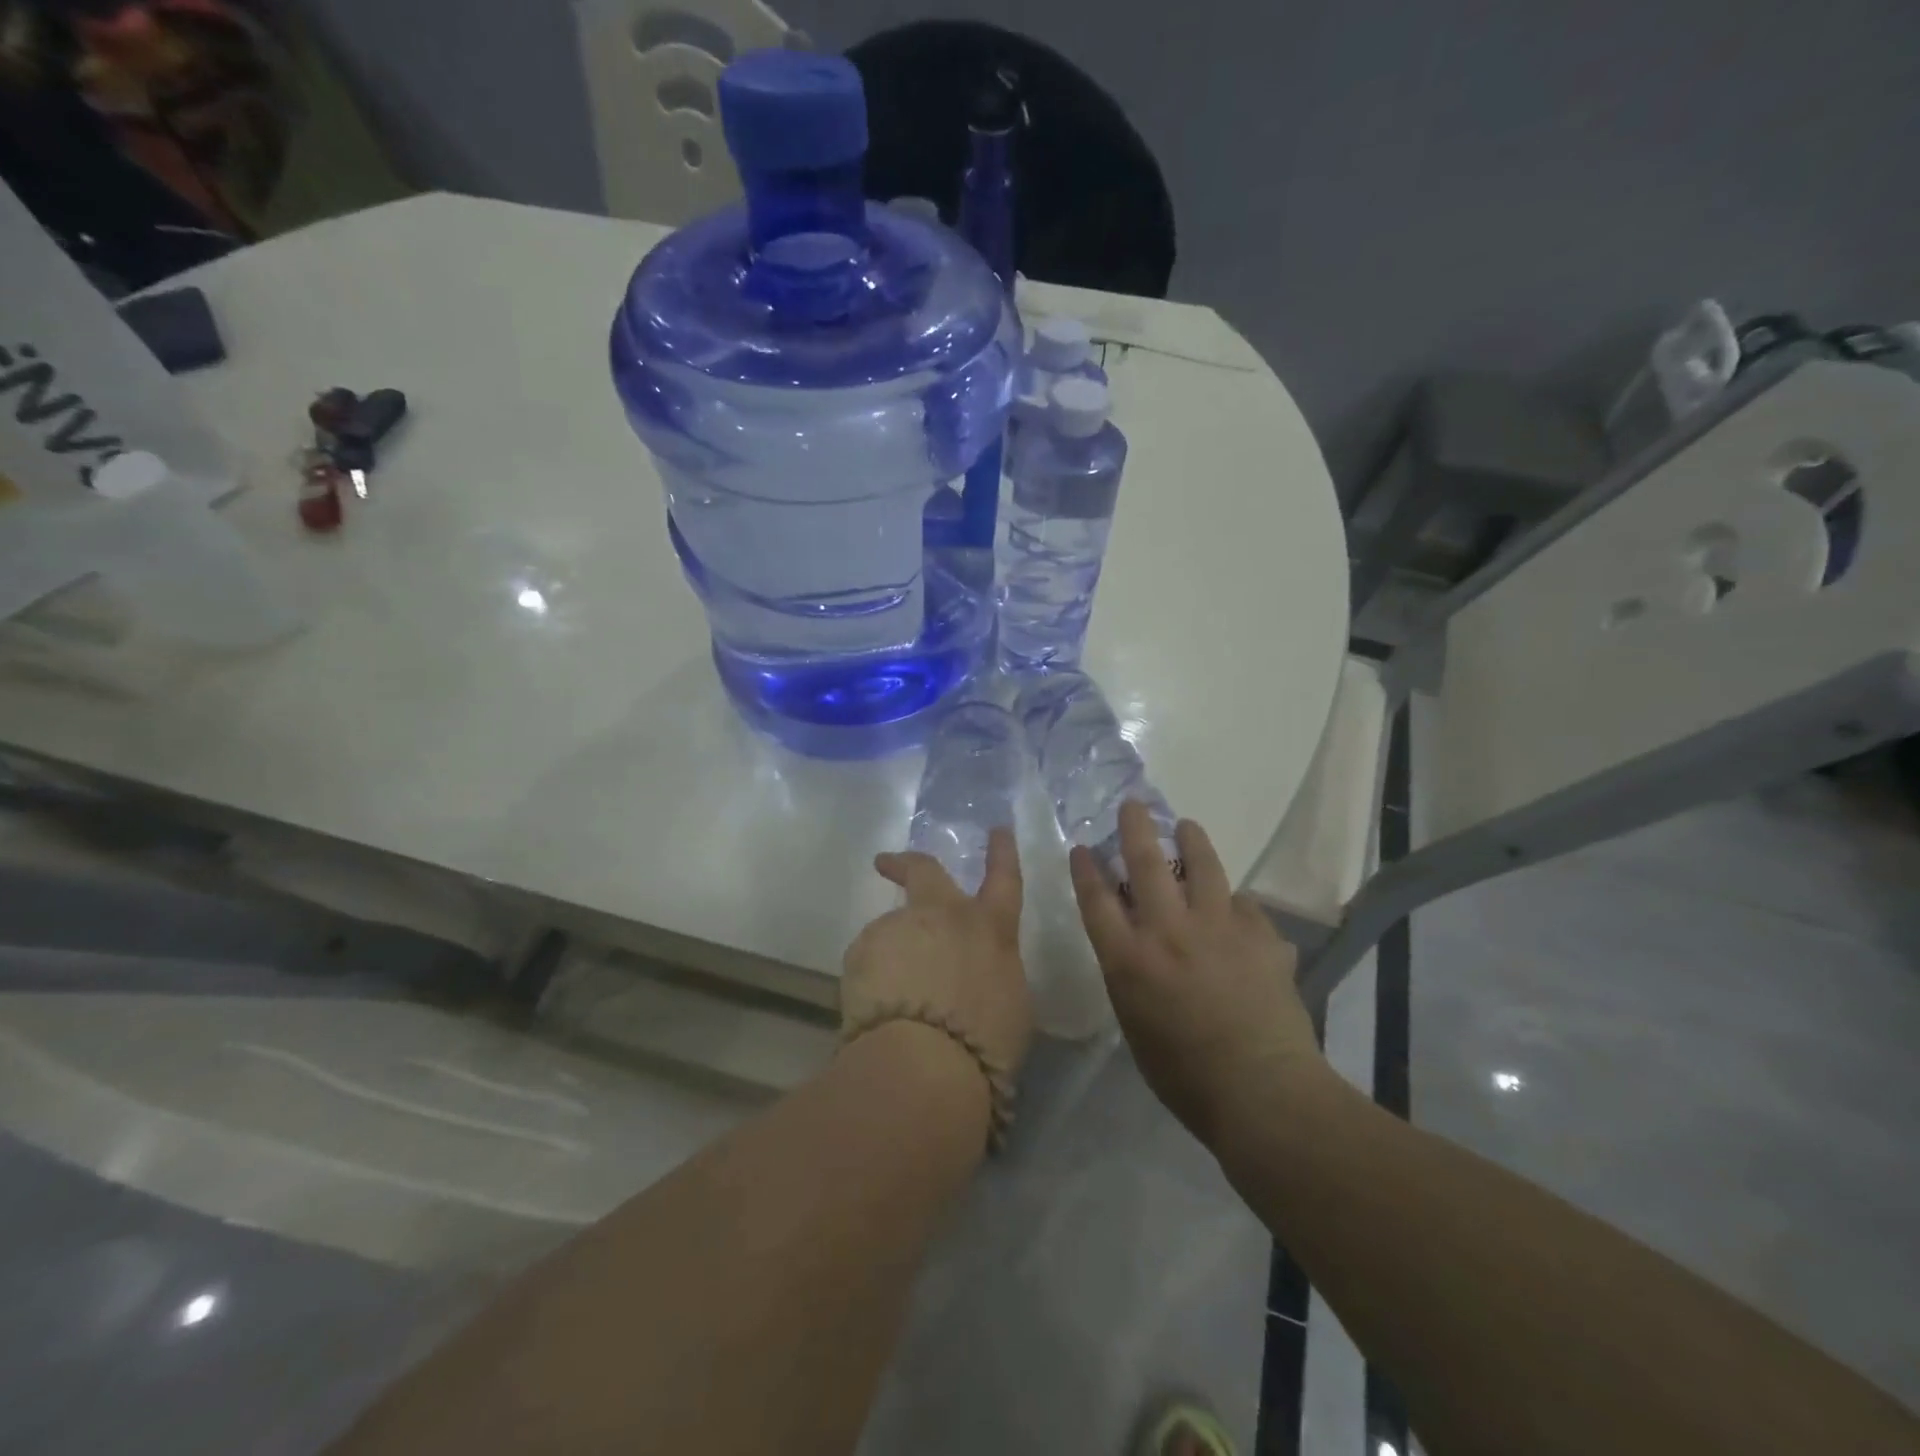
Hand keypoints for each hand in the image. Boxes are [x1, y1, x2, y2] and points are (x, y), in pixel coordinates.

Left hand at [842, 828, 1033, 1083]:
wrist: (924, 1061)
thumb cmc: (984, 1041)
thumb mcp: (1011, 1005)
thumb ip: (992, 972)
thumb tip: (977, 971)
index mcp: (989, 928)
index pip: (1004, 878)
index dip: (1003, 852)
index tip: (997, 829)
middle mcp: (942, 916)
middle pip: (924, 871)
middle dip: (907, 863)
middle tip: (886, 862)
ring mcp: (898, 927)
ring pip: (893, 931)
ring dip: (894, 955)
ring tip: (894, 1001)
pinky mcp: (861, 950)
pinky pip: (869, 961)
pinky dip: (873, 980)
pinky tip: (877, 1012)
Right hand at [1070, 801, 1322, 1147]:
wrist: (1261, 1090)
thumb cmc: (1183, 1074)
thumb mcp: (1135, 1022)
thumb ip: (1131, 973)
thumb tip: (1137, 941)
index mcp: (1129, 959)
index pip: (1097, 899)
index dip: (1086, 869)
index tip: (1082, 847)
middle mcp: (1169, 931)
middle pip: (1146, 862)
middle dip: (1135, 827)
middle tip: (1133, 805)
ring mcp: (1218, 928)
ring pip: (1203, 866)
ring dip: (1192, 841)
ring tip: (1188, 827)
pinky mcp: (1260, 936)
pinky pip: (1244, 906)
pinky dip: (1235, 904)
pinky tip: (1236, 910)